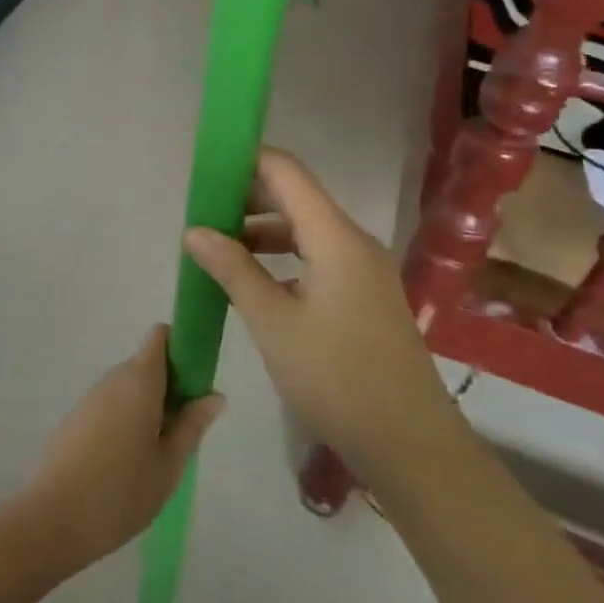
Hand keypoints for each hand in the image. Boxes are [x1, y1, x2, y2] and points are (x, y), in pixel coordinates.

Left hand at [22, 327, 223, 570]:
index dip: (182, 348)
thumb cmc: (120, 492)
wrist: (51, 520)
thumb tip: (214, 395)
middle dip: (170, 387)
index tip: (197, 383)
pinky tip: (127, 464)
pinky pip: (110, 406)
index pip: (161, 336)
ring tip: (158, 455)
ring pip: (129, 388)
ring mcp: (90, 398)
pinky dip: (126, 421)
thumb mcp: (168, 465)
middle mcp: (113, 379)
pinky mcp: (75, 419)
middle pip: (147, 364)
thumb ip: (192, 426)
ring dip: (148, 407)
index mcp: (139, 380)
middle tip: (184, 431)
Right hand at [183, 148, 458, 481]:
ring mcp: (363, 269)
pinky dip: (282, 256)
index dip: (246, 161)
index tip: (206, 167)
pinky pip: (317, 256)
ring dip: (262, 230)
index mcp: (335, 236)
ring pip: (305, 229)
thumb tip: (194, 230)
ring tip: (217, 246)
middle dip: (247, 197)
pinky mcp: (364, 295)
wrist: (409, 442)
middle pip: (296, 197)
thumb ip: (233, 269)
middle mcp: (353, 241)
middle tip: (201, 210)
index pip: (286, 172)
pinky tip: (253, 279)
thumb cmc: (335, 377)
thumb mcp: (272, 322)